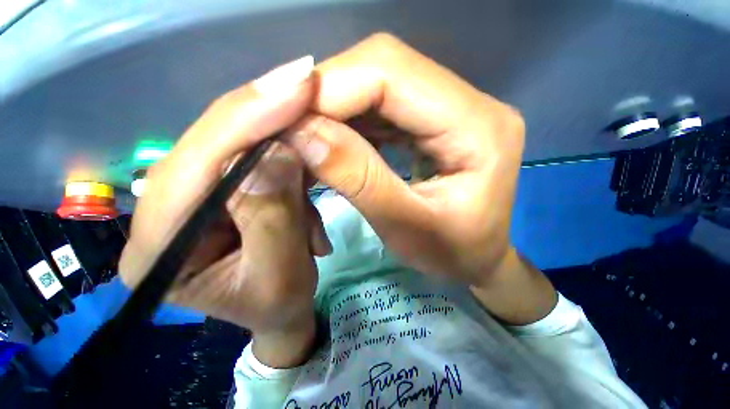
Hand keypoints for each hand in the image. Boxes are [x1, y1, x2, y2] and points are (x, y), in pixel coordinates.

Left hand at [119, 56, 329, 365]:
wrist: (281, 313)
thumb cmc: (278, 306)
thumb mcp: (281, 273)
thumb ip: (273, 216)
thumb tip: (277, 153)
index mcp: (157, 247)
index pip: (193, 166)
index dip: (246, 120)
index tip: (296, 84)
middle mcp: (161, 214)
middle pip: (214, 146)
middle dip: (269, 122)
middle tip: (309, 92)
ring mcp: (193, 201)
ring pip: (241, 154)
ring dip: (288, 165)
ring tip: (314, 208)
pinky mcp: (223, 195)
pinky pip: (258, 169)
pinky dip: (290, 181)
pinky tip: (308, 213)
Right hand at [285, 34, 555, 323]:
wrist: (478, 258)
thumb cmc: (452, 254)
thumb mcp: (405, 228)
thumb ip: (357, 178)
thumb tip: (301, 134)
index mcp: (478, 128)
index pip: (393, 73)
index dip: (331, 87)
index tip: (286, 118)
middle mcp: (472, 103)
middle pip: (386, 66)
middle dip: (329, 93)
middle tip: (292, 127)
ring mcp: (455, 107)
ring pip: (381, 80)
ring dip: (337, 105)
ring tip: (308, 135)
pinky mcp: (438, 119)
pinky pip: (386, 104)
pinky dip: (352, 117)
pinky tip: (335, 139)